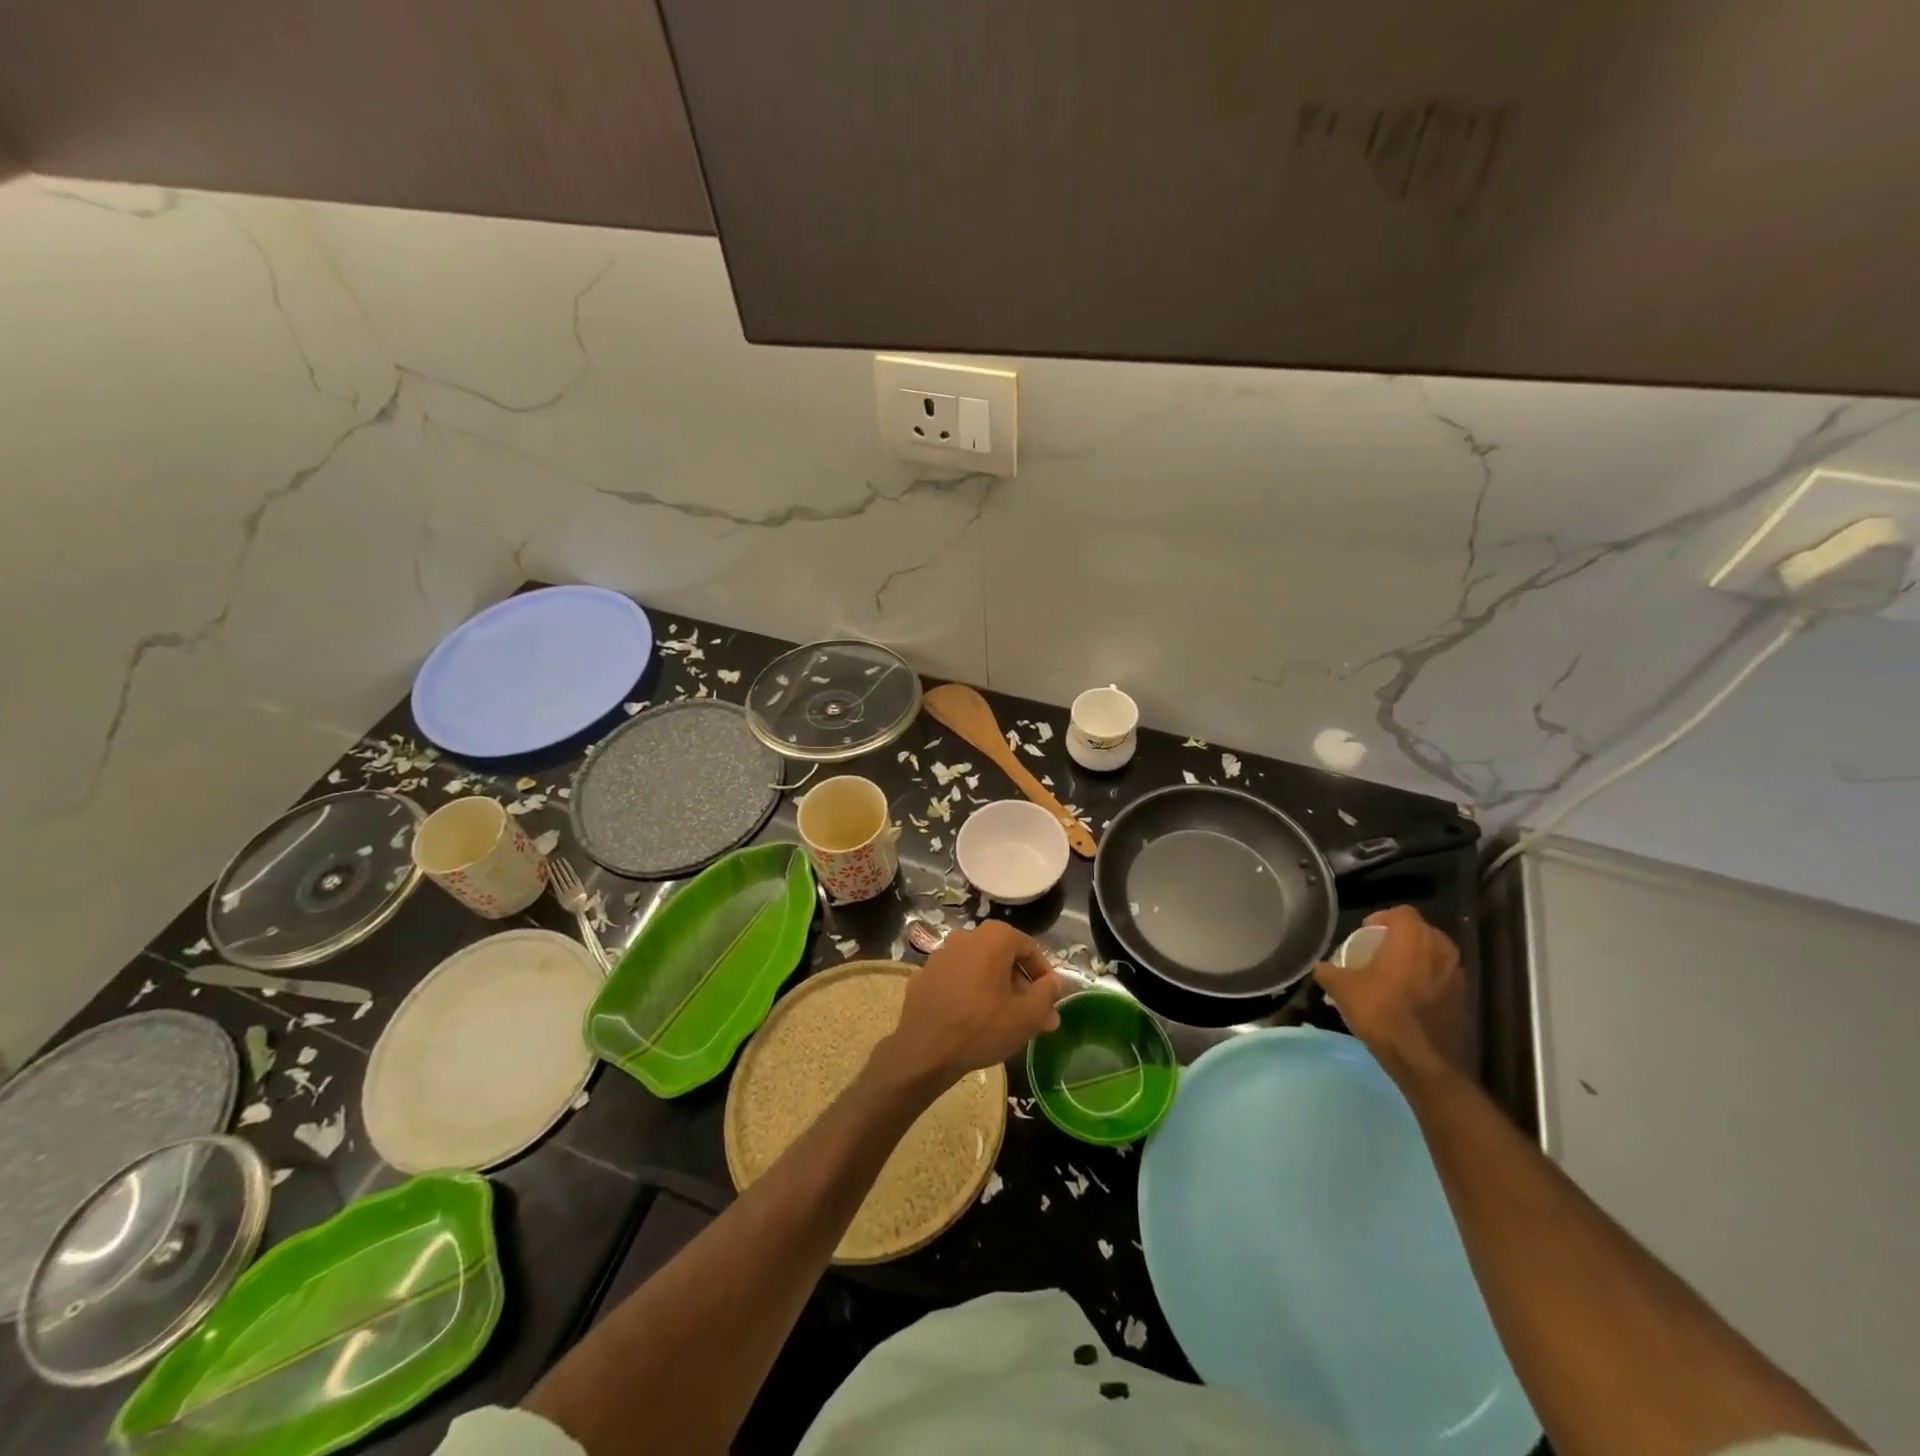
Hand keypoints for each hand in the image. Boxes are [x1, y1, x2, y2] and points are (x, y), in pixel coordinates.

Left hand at [878, 922, 1062, 1090]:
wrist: (924, 1050)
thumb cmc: (981, 1028)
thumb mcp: (1026, 1016)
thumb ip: (1047, 994)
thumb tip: (1055, 982)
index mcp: (993, 938)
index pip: (1030, 948)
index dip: (1044, 976)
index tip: (1050, 1001)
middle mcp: (966, 936)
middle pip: (1004, 957)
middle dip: (1022, 986)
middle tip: (1034, 1016)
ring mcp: (941, 953)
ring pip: (980, 967)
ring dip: (998, 988)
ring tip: (1007, 1020)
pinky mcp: (925, 974)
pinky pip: (958, 977)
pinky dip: (972, 991)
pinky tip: (976, 1018)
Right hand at [1314, 905, 1470, 1078]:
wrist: (1423, 1060)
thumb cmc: (1381, 1013)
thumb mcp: (1342, 989)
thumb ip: (1329, 972)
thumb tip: (1320, 967)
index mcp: (1412, 940)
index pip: (1403, 912)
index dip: (1383, 917)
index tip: (1367, 932)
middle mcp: (1440, 951)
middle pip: (1423, 930)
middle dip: (1402, 936)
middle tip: (1381, 950)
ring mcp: (1457, 977)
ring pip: (1437, 955)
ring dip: (1418, 958)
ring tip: (1396, 973)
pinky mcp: (1464, 1001)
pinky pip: (1444, 978)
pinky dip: (1430, 980)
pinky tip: (1411, 998)